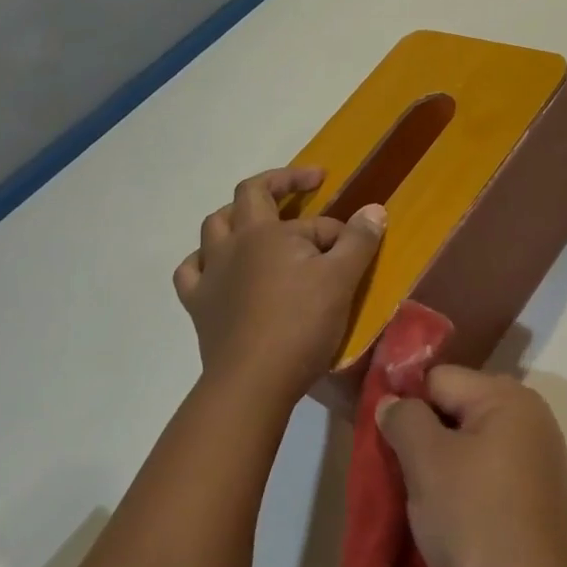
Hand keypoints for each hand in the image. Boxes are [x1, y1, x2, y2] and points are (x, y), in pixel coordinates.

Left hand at [174, 167, 385, 406]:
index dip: (338, 231)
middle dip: (278, 184)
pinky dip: (204, 261)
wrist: (253, 382)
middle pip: (248, 195)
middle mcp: (234, 243)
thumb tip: (374, 209)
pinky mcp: (198, 305)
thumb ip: (359, 240)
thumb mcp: (342, 279)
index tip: (356, 247)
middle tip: (304, 186)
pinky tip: (217, 267)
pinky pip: (191, 271)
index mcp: (268, 232)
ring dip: (236, 216)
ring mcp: (211, 273)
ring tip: (257, 223)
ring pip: (213, 227)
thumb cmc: (301, 325)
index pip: (312, 221)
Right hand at [378, 367, 566, 566]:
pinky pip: (485, 470)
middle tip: (399, 473)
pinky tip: (446, 515)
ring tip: (418, 498)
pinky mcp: (534, 492)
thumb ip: (404, 420)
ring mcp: (535, 455)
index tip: (384, 444)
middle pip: (456, 406)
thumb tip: (393, 402)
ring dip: (440, 463)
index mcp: (507, 397)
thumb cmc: (474, 520)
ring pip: (468, 442)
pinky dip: (462, 484)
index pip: (439, 379)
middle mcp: (528, 415)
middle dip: (423, 435)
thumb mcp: (427, 462)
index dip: (407, 405)